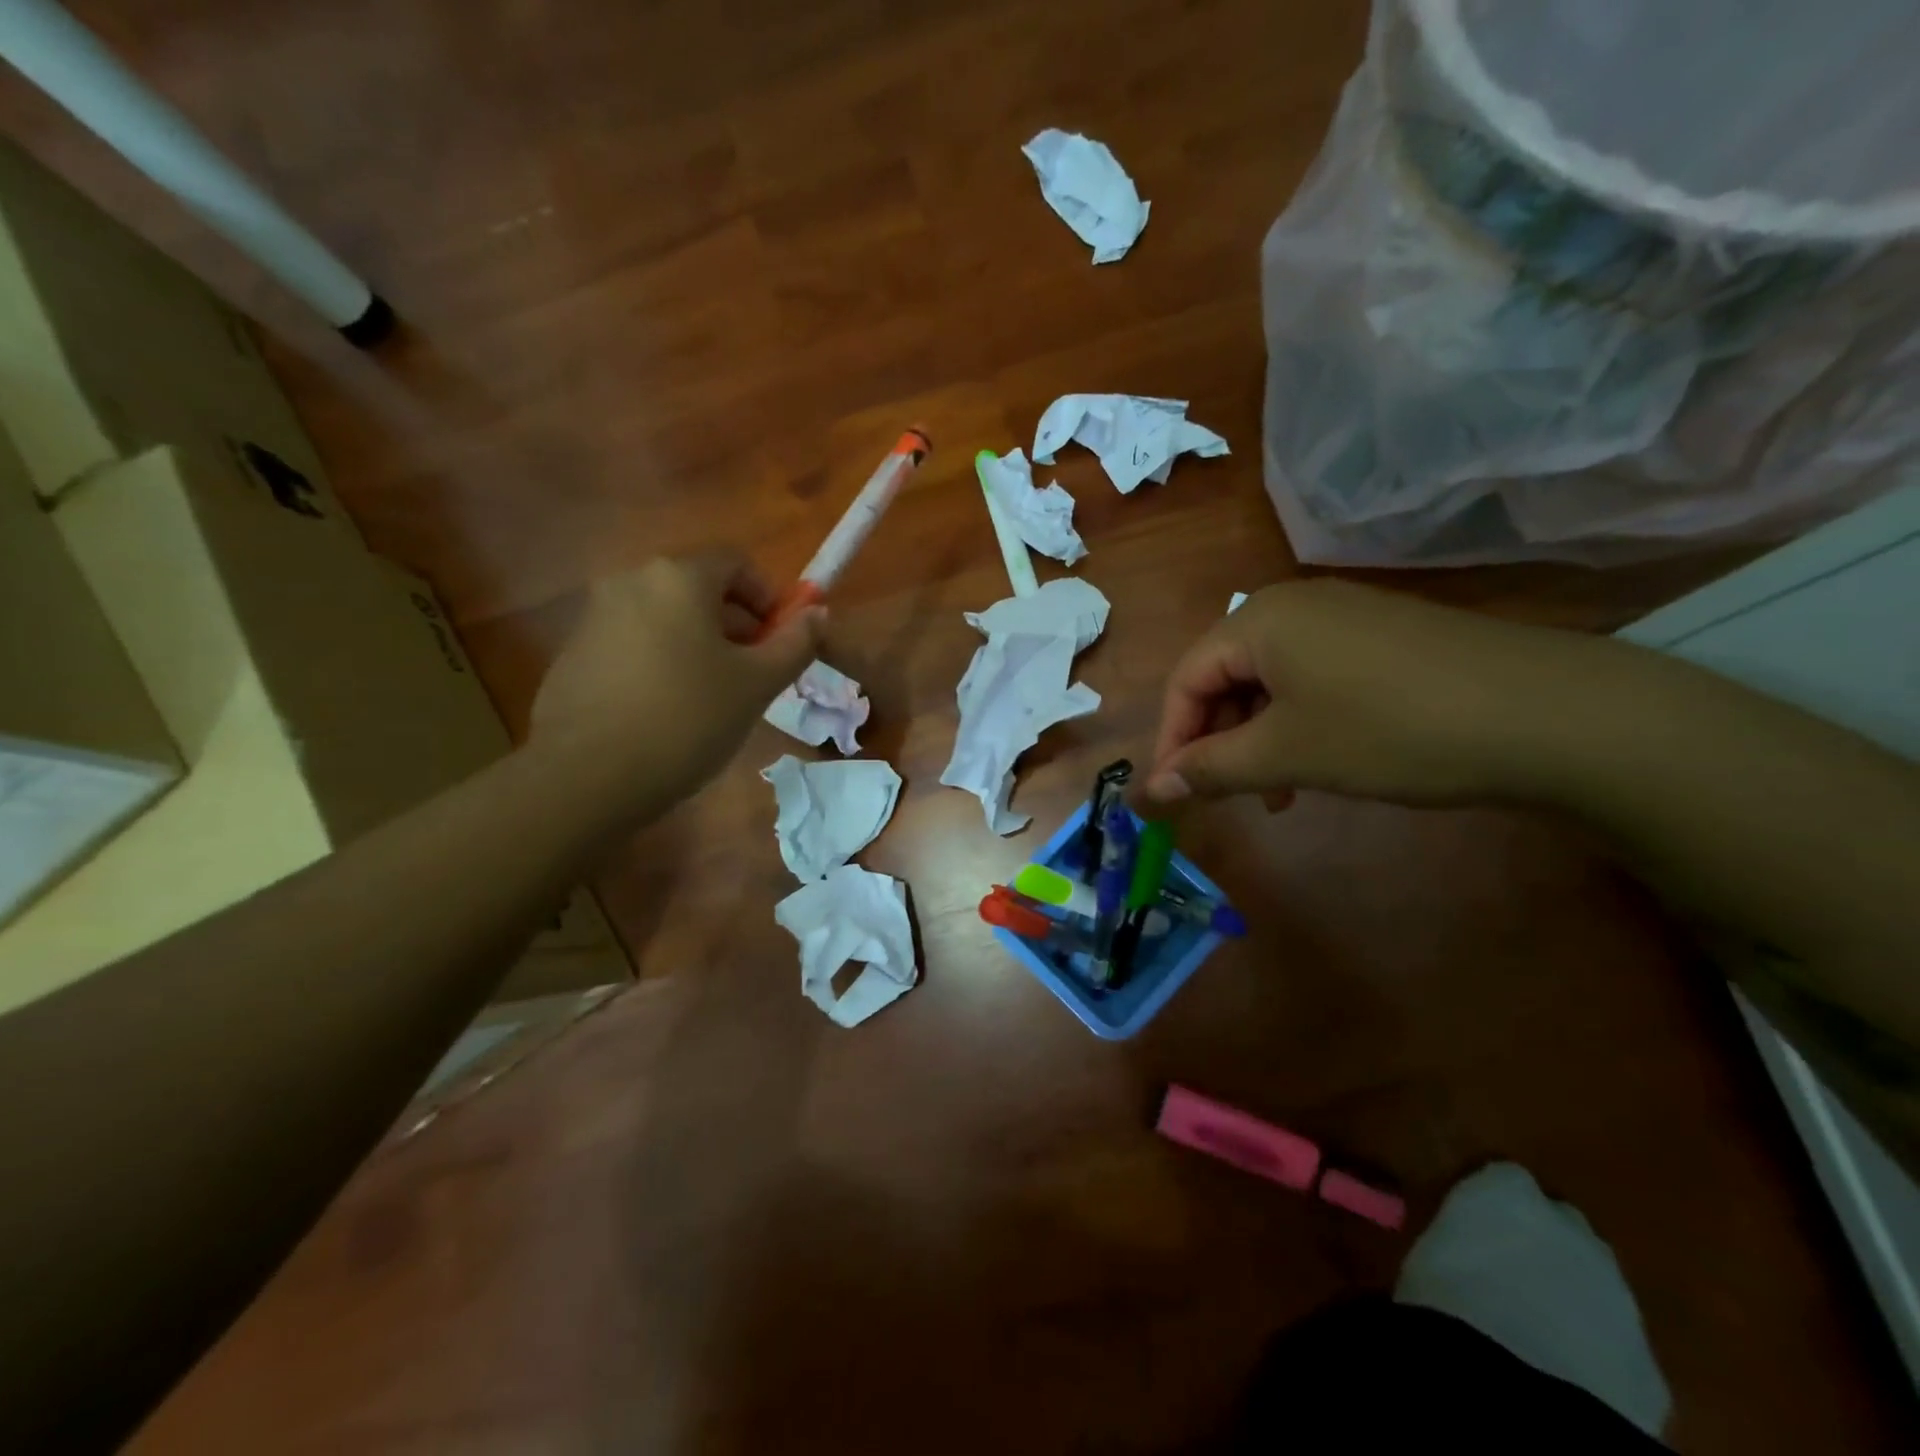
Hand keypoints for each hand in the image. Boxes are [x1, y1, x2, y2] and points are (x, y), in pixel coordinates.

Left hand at [530, 553, 823, 816]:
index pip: (737, 563)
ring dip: (702, 644)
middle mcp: (632, 581)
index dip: (769, 598)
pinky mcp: (575, 652)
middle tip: (756, 674)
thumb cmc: (688, 719)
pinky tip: (670, 710)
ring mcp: (596, 616)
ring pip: (668, 617)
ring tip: (716, 697)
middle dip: (738, 625)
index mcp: (679, 577)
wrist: (588, 775)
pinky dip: (664, 661)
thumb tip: (819, 614)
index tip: (781, 642)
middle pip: (700, 588)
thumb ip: (795, 643)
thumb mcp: (757, 684)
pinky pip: (636, 642)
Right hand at [1139, 579, 1597, 809]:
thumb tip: (1147, 792)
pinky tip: (1321, 760)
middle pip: (1224, 677)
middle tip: (1228, 796)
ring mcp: (1344, 617)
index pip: (1184, 680)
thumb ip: (1208, 770)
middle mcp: (1294, 605)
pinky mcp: (1383, 637)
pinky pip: (1313, 679)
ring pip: (1270, 683)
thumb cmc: (1390, 730)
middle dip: (1217, 741)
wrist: (1549, 715)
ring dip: (1258, 739)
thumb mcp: (1286, 755)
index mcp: (1258, 620)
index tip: (1172, 797)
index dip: (1171, 741)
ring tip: (1278, 792)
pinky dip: (1300, 722)